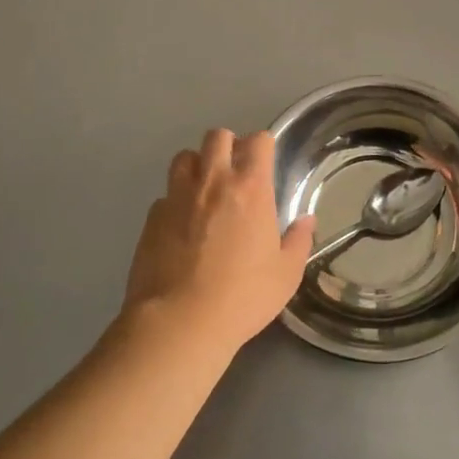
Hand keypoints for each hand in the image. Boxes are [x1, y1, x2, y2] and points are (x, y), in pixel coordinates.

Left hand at [122, 129, 314, 355]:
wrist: (178, 322)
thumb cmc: (242, 296)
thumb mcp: (286, 274)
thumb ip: (299, 241)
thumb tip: (306, 220)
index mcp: (251, 187)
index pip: (258, 141)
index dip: (263, 146)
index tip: (266, 163)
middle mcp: (213, 181)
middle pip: (217, 136)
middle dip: (228, 145)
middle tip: (234, 172)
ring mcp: (178, 196)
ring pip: (184, 157)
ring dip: (197, 166)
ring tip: (204, 190)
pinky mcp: (151, 217)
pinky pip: (165, 194)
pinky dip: (175, 201)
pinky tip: (180, 225)